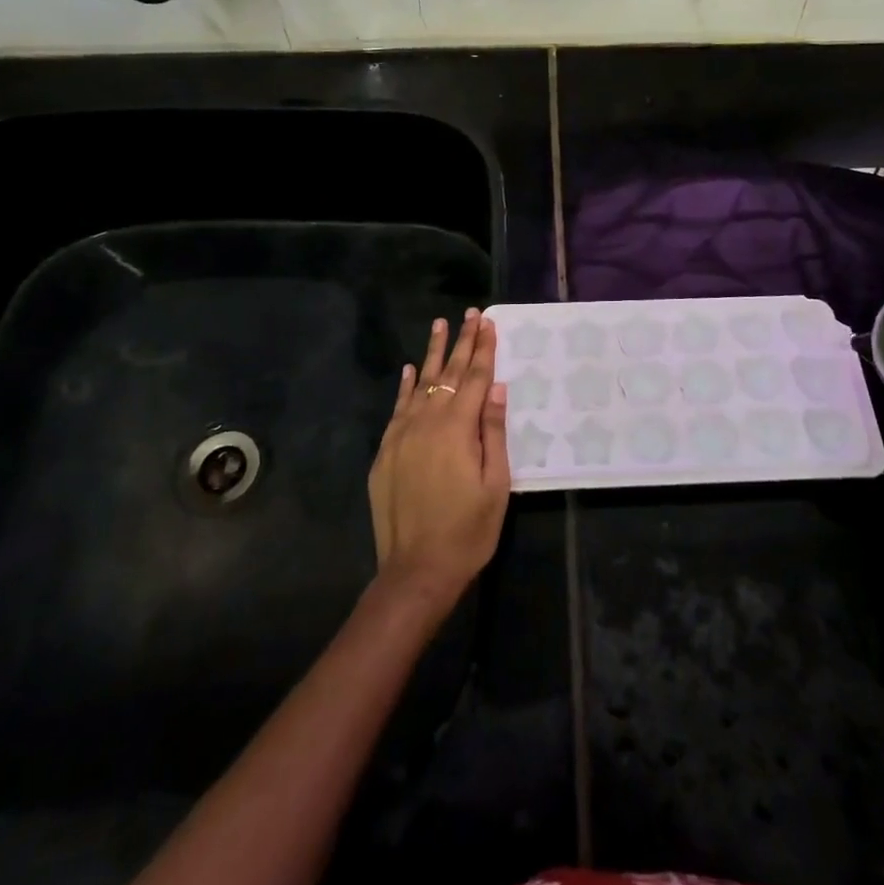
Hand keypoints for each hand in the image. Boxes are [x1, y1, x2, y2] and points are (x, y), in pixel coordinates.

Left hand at [367, 309, 509, 608]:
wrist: (416, 570)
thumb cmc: (467, 530)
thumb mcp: (495, 484)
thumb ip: (494, 432)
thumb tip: (497, 388)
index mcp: (458, 428)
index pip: (476, 377)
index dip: (483, 348)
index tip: (488, 322)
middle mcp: (428, 422)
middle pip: (449, 374)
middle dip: (462, 342)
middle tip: (470, 314)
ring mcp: (402, 435)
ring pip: (421, 384)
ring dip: (433, 354)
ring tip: (440, 325)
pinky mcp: (386, 452)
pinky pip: (398, 408)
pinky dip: (406, 386)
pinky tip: (411, 370)